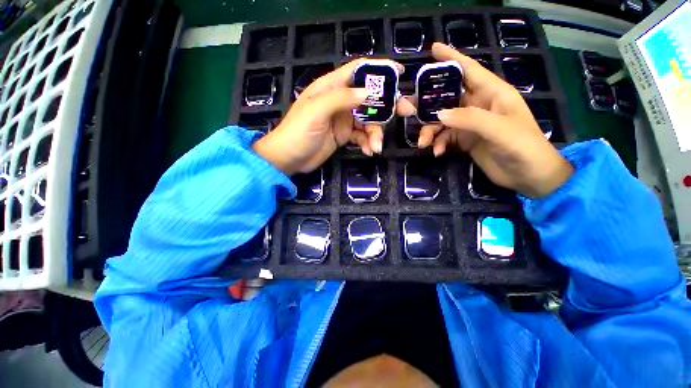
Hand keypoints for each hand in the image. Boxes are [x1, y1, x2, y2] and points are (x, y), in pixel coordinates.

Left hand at [253, 60, 414, 174]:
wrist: (289, 159)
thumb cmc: (298, 132)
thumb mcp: (317, 111)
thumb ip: (341, 98)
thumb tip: (368, 92)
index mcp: (331, 87)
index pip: (357, 70)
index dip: (378, 69)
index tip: (399, 73)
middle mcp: (339, 101)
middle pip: (369, 98)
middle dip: (387, 106)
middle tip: (406, 113)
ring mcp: (342, 120)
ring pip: (367, 121)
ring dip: (375, 134)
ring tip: (376, 147)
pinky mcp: (343, 136)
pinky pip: (361, 136)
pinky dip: (367, 143)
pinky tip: (369, 151)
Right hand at [416, 43, 572, 197]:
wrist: (527, 176)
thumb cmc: (523, 147)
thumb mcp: (499, 129)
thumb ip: (469, 119)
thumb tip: (439, 114)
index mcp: (492, 93)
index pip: (469, 70)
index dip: (451, 58)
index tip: (432, 49)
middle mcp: (478, 105)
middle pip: (447, 97)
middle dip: (427, 103)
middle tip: (407, 110)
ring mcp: (469, 124)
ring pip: (441, 120)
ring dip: (429, 130)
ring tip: (423, 143)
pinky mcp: (464, 140)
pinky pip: (444, 137)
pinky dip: (437, 144)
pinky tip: (437, 152)